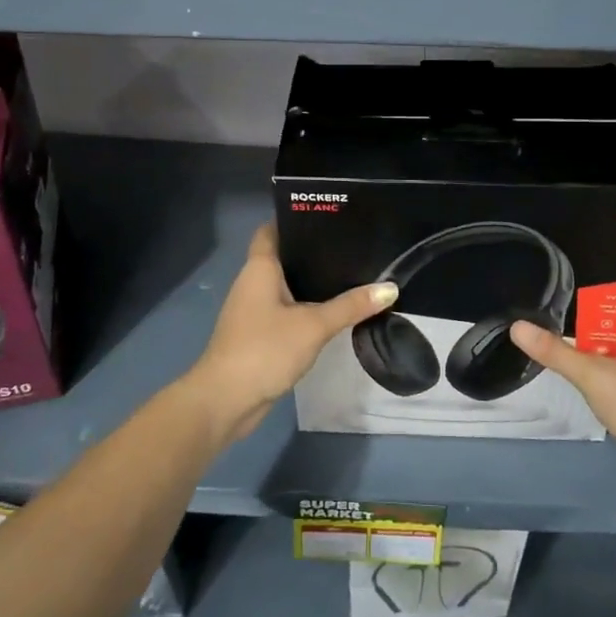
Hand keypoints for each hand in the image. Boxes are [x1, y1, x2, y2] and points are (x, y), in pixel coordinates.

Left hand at [187, 223, 397, 446]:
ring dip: (311, 282)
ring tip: (350, 272)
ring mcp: (253, 310)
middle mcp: (253, 283)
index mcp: (259, 268)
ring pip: (286, 286)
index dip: (294, 219)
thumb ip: (351, 306)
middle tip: (352, 244)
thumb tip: (390, 288)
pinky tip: (332, 311)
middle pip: (283, 256)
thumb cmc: (264, 349)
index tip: (328, 215)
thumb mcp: (314, 325)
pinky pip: (286, 310)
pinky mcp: (258, 334)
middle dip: (313, 251)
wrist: (225, 401)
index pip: (271, 230)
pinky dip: (306, 308)